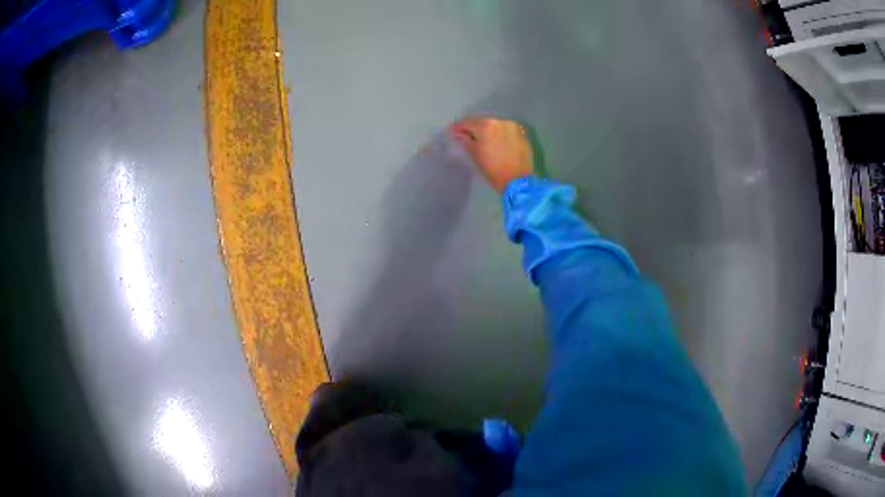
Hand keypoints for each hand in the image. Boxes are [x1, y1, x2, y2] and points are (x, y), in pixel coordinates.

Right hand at [449, 117, 534, 192]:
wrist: (518, 182)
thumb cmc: (493, 170)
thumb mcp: (475, 155)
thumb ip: (465, 140)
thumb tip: (458, 133)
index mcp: (486, 126)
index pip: (467, 122)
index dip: (458, 128)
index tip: (452, 132)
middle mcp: (500, 122)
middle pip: (482, 122)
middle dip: (474, 129)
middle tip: (467, 137)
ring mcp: (513, 127)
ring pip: (495, 126)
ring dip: (488, 132)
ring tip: (484, 142)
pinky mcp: (522, 134)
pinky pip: (506, 131)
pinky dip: (500, 135)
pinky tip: (498, 144)